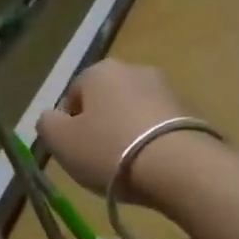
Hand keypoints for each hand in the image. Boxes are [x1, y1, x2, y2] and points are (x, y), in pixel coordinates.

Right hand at [36, 61, 203, 203]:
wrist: (180, 167)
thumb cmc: (110, 150)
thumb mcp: (61, 141)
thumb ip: (47, 124)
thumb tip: (51, 117)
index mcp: (99, 70)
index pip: (73, 95)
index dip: (69, 125)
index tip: (74, 152)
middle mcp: (134, 70)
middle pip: (106, 101)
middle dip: (101, 127)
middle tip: (99, 160)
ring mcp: (166, 89)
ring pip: (134, 113)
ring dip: (128, 134)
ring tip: (129, 168)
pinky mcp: (191, 111)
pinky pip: (160, 127)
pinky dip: (153, 143)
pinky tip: (153, 167)